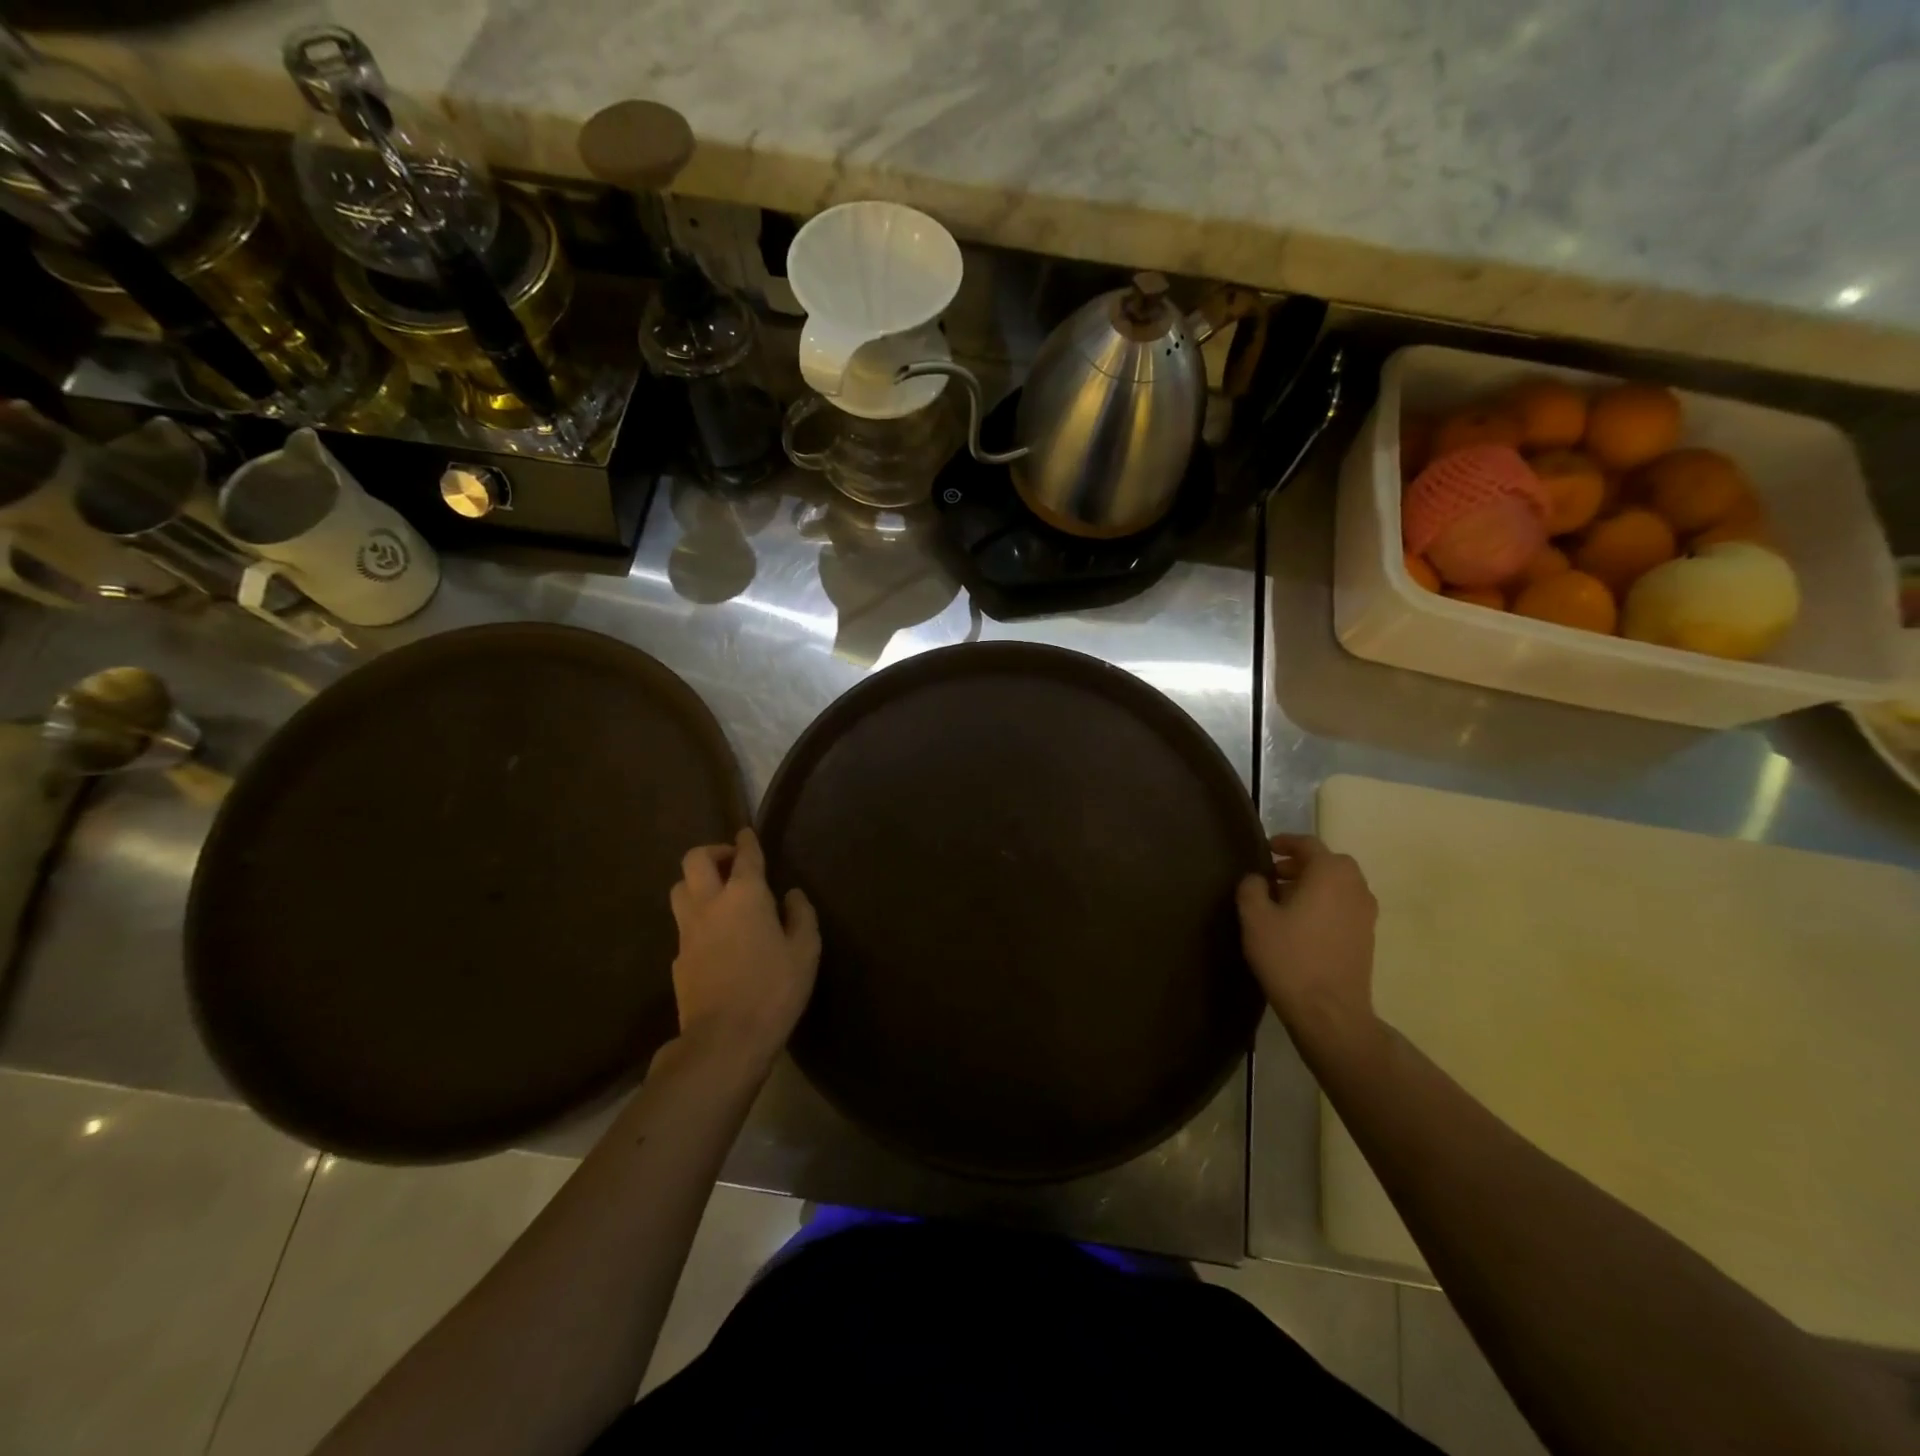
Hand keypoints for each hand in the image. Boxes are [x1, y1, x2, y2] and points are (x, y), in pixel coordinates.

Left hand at [669, 829, 819, 1068]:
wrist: (724, 1040)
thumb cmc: (773, 989)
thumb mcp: (805, 951)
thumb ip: (801, 915)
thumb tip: (791, 895)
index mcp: (745, 896)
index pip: (744, 855)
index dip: (746, 841)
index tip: (747, 834)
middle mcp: (710, 904)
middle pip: (695, 860)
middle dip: (712, 853)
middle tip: (731, 864)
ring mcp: (687, 932)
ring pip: (679, 889)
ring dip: (696, 883)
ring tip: (718, 895)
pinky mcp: (677, 959)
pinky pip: (683, 925)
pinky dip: (697, 919)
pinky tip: (714, 937)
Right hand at [1235, 833, 1378, 1043]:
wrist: (1329, 1012)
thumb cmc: (1290, 957)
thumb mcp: (1255, 918)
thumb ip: (1252, 888)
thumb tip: (1258, 878)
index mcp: (1330, 874)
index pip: (1308, 844)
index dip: (1285, 842)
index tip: (1266, 848)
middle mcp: (1355, 887)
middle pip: (1329, 863)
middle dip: (1301, 864)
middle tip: (1274, 875)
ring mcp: (1366, 913)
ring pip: (1339, 885)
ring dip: (1314, 884)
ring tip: (1285, 900)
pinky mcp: (1367, 937)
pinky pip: (1345, 905)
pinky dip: (1325, 903)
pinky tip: (1302, 923)